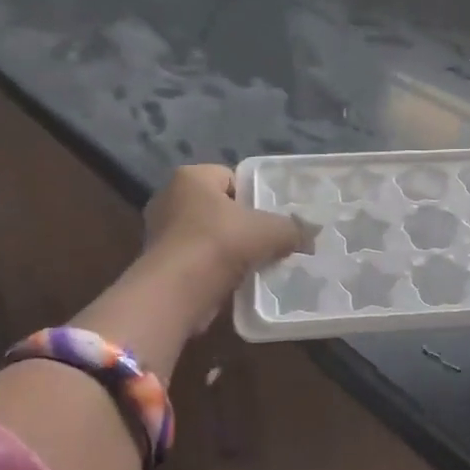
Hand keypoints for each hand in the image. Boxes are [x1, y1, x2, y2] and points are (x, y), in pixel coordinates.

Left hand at [142, 165, 307, 318]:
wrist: (177, 291)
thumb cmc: (221, 243)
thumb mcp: (270, 231)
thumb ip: (292, 229)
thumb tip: (310, 236)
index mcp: (191, 177)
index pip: (229, 177)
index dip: (253, 195)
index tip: (271, 216)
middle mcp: (169, 198)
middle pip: (218, 207)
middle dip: (241, 224)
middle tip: (267, 240)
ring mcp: (160, 233)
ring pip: (207, 236)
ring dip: (227, 249)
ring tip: (254, 263)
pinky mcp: (159, 264)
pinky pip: (196, 261)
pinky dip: (214, 270)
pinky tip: (235, 281)